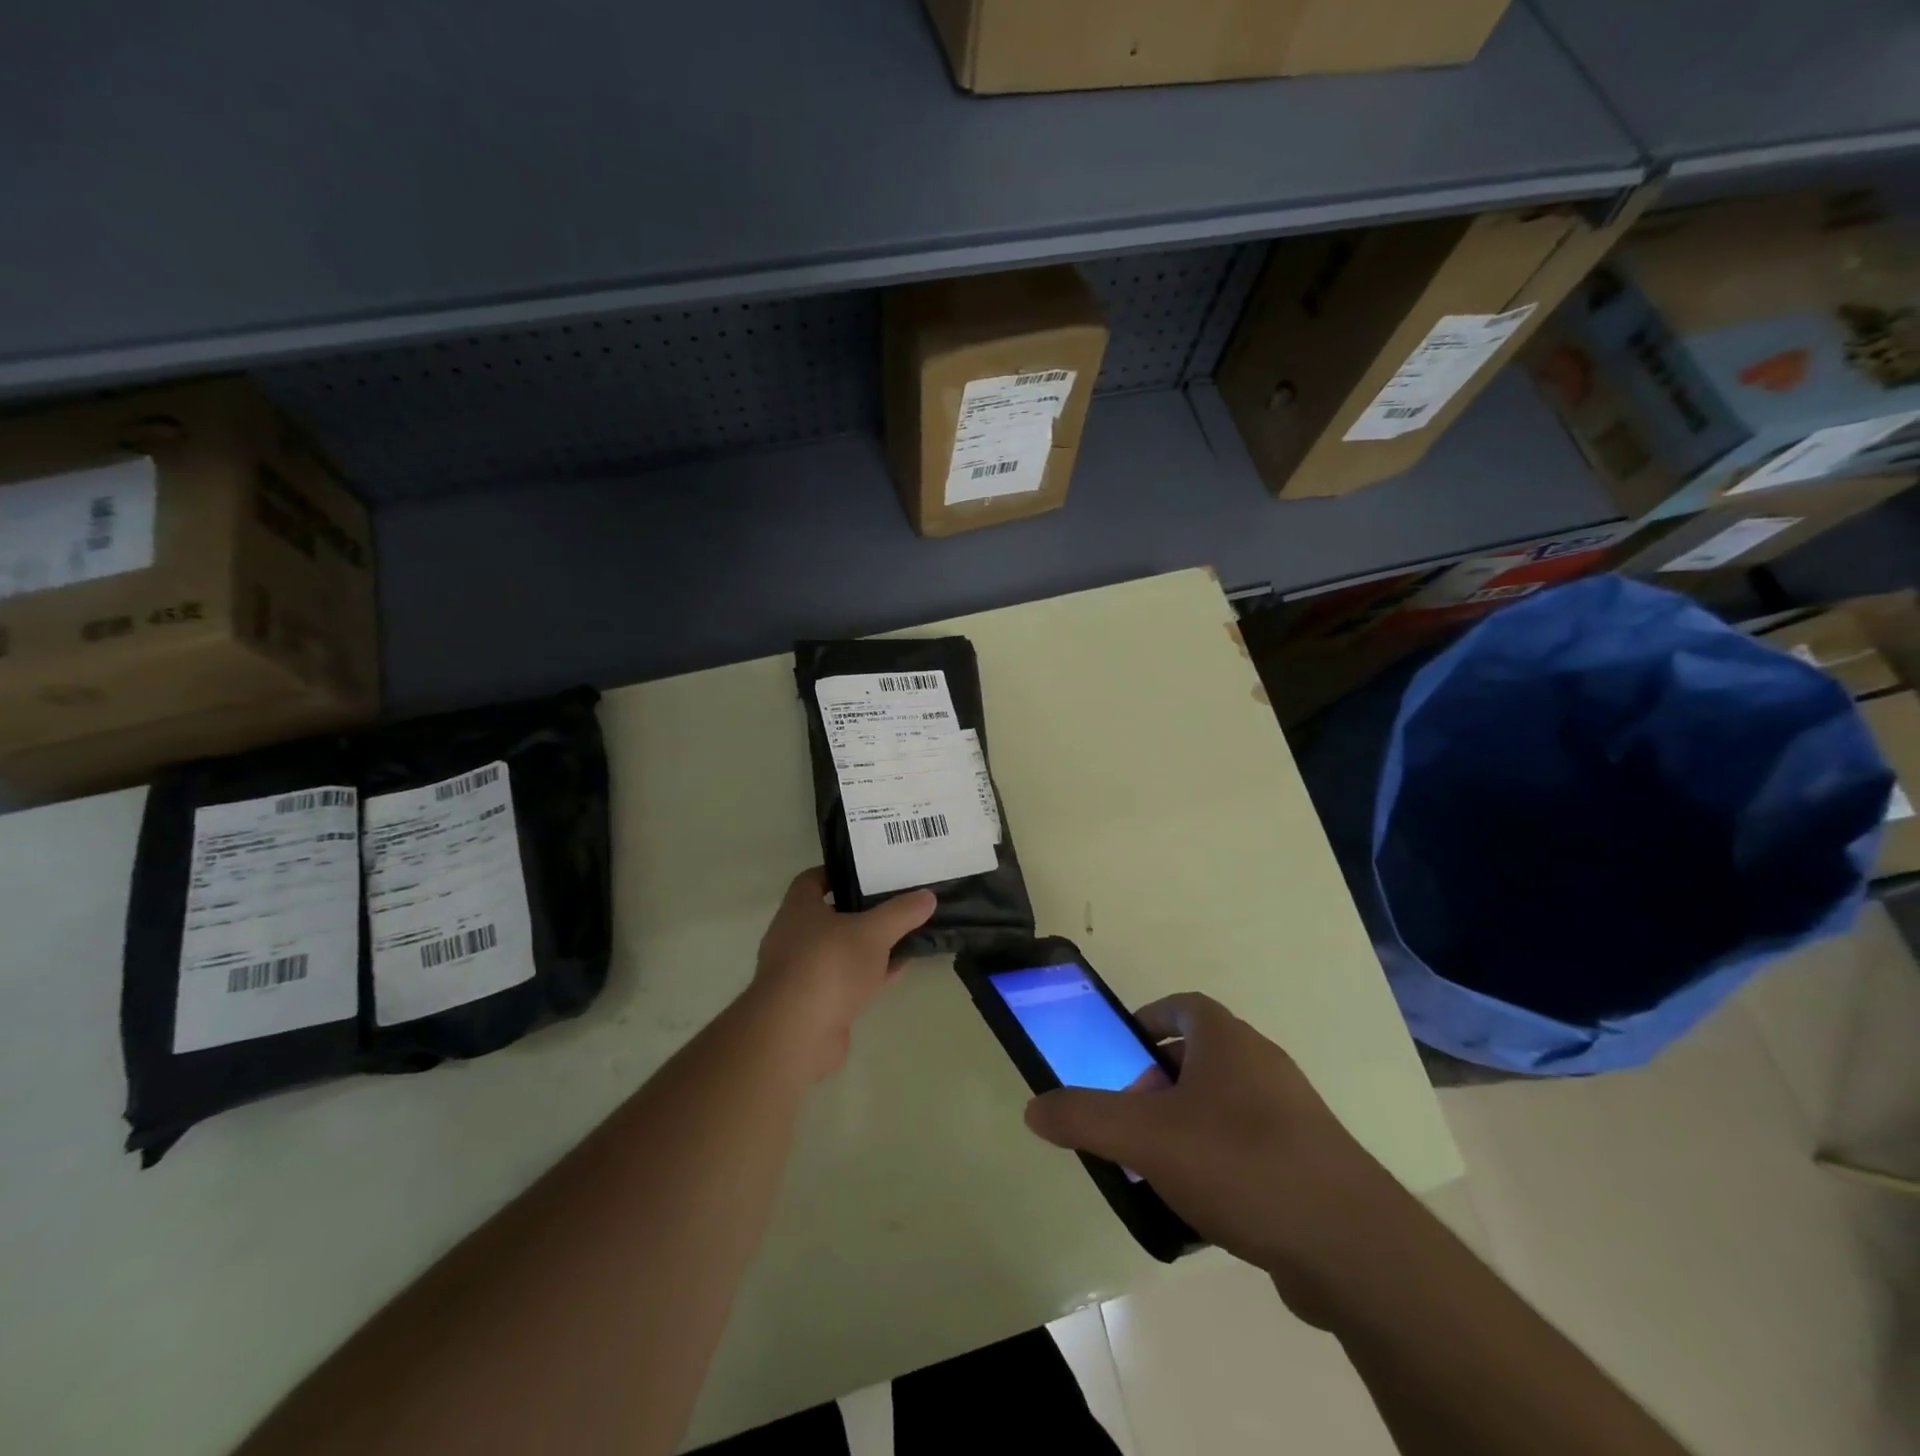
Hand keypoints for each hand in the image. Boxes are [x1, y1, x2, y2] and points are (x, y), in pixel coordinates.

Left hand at [747, 867, 936, 1082]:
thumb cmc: (828, 966)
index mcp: (798, 909)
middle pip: (831, 915)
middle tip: (895, 900)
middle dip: (862, 909)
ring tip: (905, 932)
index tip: (869, 871)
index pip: (813, 879)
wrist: (796, 1035)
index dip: (839, 872)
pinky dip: (871, 973)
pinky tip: (900, 967)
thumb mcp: (873, 932)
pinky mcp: (816, 1003)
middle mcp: (794, 937)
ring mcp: (804, 973)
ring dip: (869, 944)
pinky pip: (848, 979)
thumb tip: (928, 895)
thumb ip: (901, 912)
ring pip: (842, 950)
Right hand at [1024, 993, 1404, 1316]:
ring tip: (1159, 1166)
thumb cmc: (1240, 1163)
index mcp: (1228, 1041)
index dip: (1150, 1020)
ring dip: (1189, 1124)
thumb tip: (1033, 1108)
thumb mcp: (1146, 1138)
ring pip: (1226, 1104)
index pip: (1184, 1006)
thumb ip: (1084, 1118)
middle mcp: (1264, 1064)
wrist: (1352, 1246)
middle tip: (1131, 1119)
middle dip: (1160, 1082)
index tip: (1123, 1051)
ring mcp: (1294, 1114)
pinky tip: (1204, 1207)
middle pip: (1201, 1056)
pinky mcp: (1312, 1163)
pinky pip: (1252, 1146)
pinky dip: (1222, 1161)